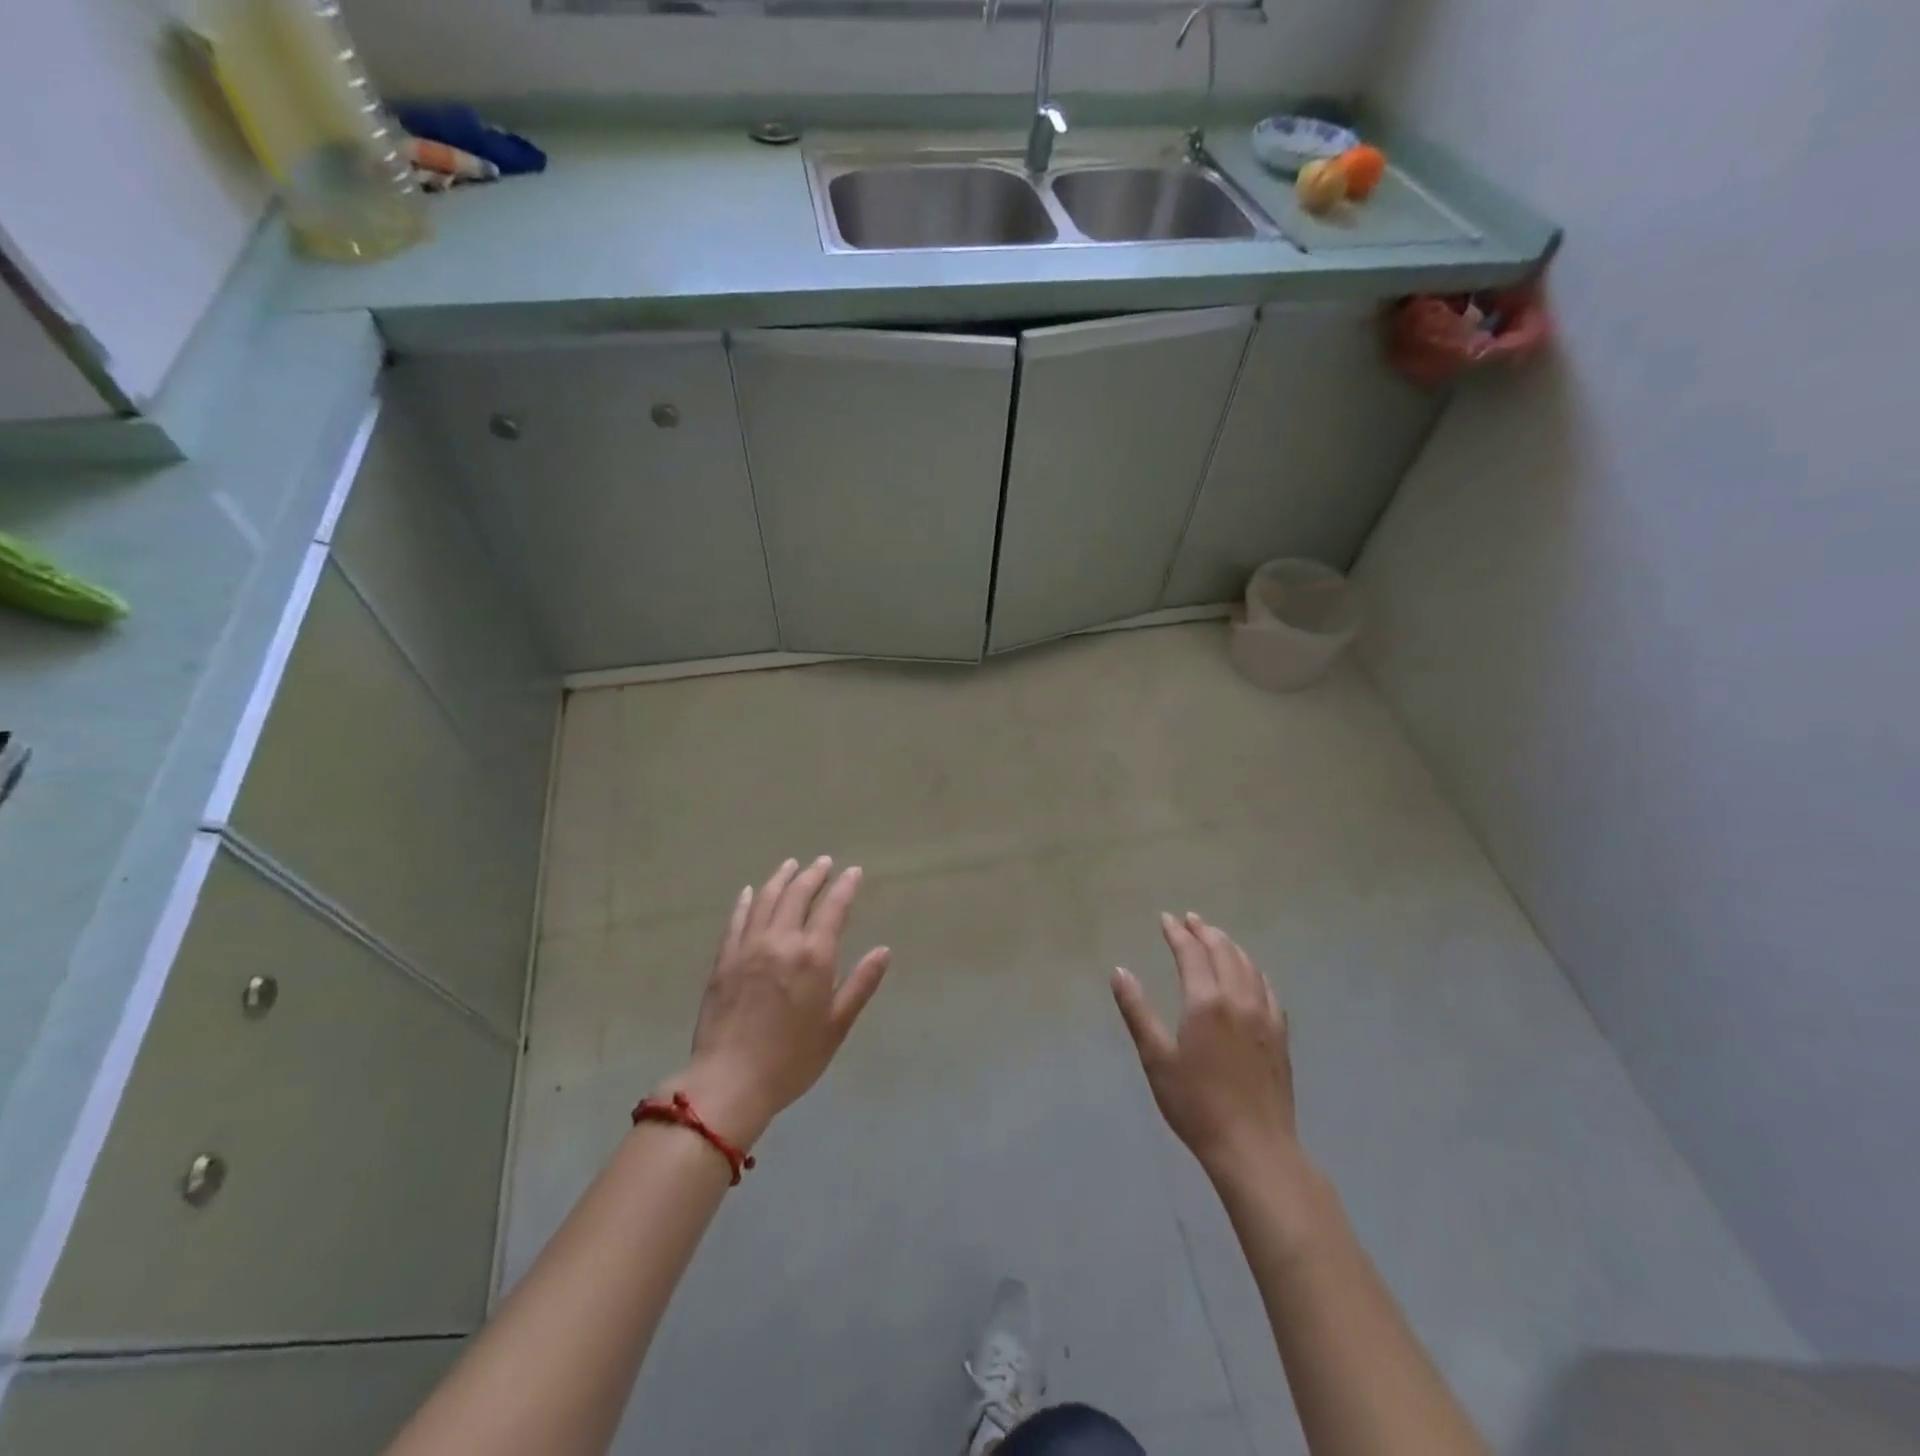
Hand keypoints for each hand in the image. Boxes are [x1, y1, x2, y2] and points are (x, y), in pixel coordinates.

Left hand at [665, 857, 890, 1147]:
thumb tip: (883, 951)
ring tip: (792, 865)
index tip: (853, 871)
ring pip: (767, 900)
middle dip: (813, 875)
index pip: (833, 908)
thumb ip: (860, 984)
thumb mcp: (836, 1025)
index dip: (844, 887)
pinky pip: (737, 920)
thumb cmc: (792, 1058)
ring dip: (782, 878)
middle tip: (824, 862)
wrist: (730, 1081)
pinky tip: (751, 891)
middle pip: (798, 895)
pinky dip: (747, 901)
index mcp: (814, 956)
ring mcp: (749, 947)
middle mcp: (781, 941)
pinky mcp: (724, 960)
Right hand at [1111, 913, 1300, 1184]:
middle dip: (1205, 932)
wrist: (1254, 1147)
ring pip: (1249, 966)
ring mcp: (1265, 1016)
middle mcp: (1239, 999)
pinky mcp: (1280, 1034)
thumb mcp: (1156, 1058)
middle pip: (1224, 951)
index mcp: (1206, 1001)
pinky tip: (1249, 975)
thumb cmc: (1196, 1104)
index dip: (1177, 933)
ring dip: (1230, 946)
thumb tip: (1119, 971)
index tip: (1166, 919)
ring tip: (1216, 937)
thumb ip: (1137, 1010)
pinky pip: (1267, 988)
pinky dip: (1253, 970)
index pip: (1191, 953)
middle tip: (1190, 920)